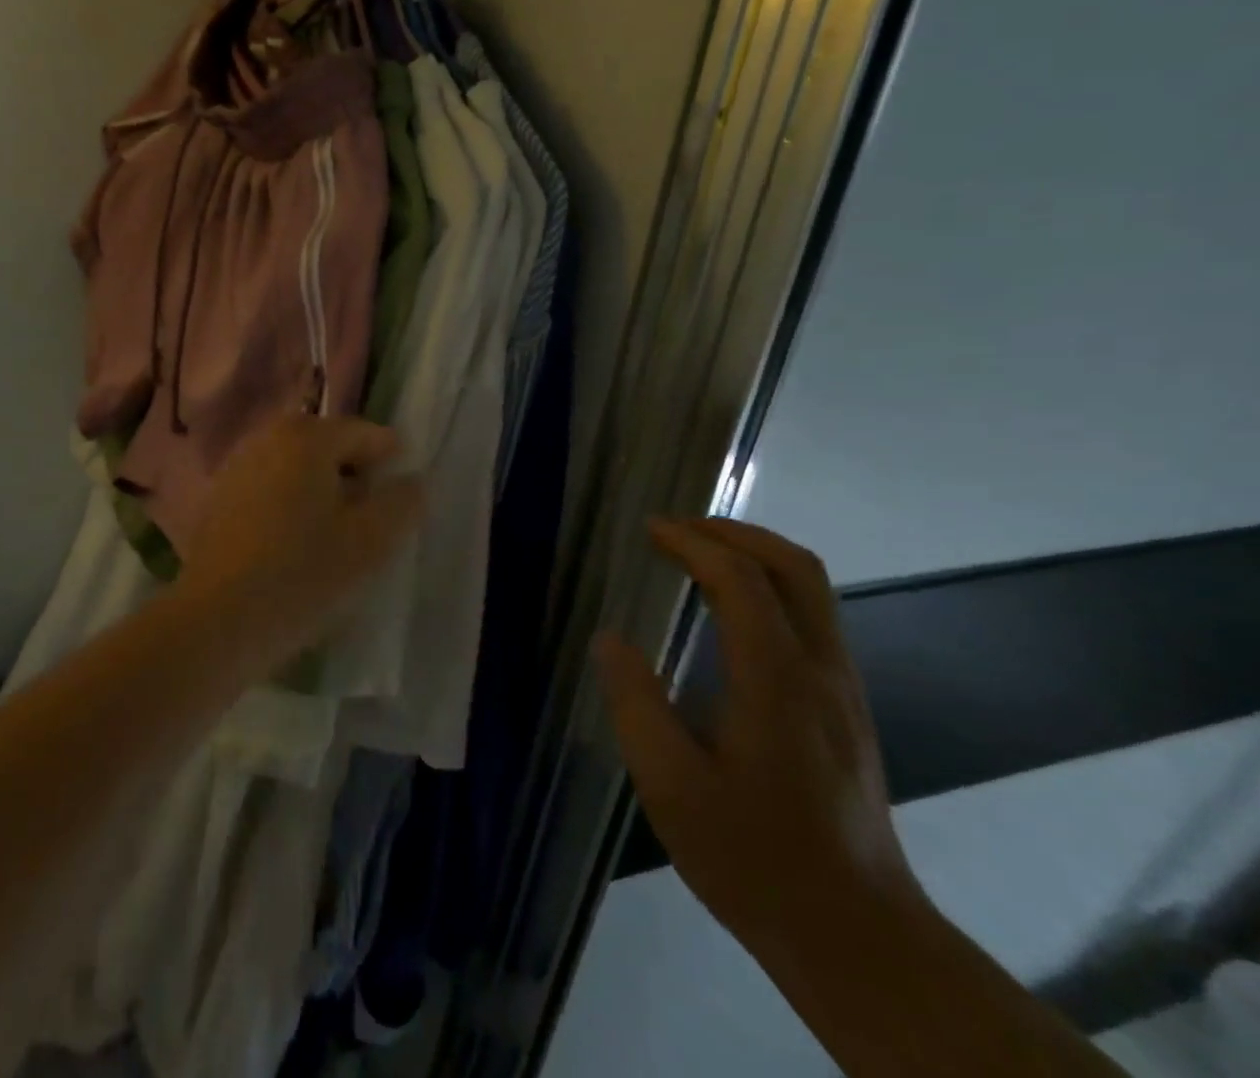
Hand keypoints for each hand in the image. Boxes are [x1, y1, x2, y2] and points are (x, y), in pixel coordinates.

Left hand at [178, 414, 423, 669]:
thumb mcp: (370, 542)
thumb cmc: (302, 575)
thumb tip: (411, 480)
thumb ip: (401, 503)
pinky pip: (270, 488)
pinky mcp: (218, 497)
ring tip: (332, 538)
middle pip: (329, 446)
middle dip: (354, 477)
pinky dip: (289, 505)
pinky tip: (293, 546)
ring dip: (321, 492)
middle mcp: (268, 437)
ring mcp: (237, 465)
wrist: (217, 620)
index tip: (398, 504)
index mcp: (307, 436)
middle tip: (367, 523)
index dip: (391, 464)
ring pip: (297, 468)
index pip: (366, 434)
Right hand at [593, 518, 925, 955]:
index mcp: (777, 682)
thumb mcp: (671, 787)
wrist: (858, 937)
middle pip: (795, 567)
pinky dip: (769, 586)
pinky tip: (730, 610)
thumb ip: (636, 704)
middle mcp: (822, 671)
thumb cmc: (754, 858)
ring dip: (755, 554)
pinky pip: (813, 617)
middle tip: (677, 529)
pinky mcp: (848, 707)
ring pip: (813, 589)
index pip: (741, 580)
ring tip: (697, 554)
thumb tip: (610, 640)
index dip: (692, 543)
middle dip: (734, 532)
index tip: (649, 530)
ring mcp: (844, 688)